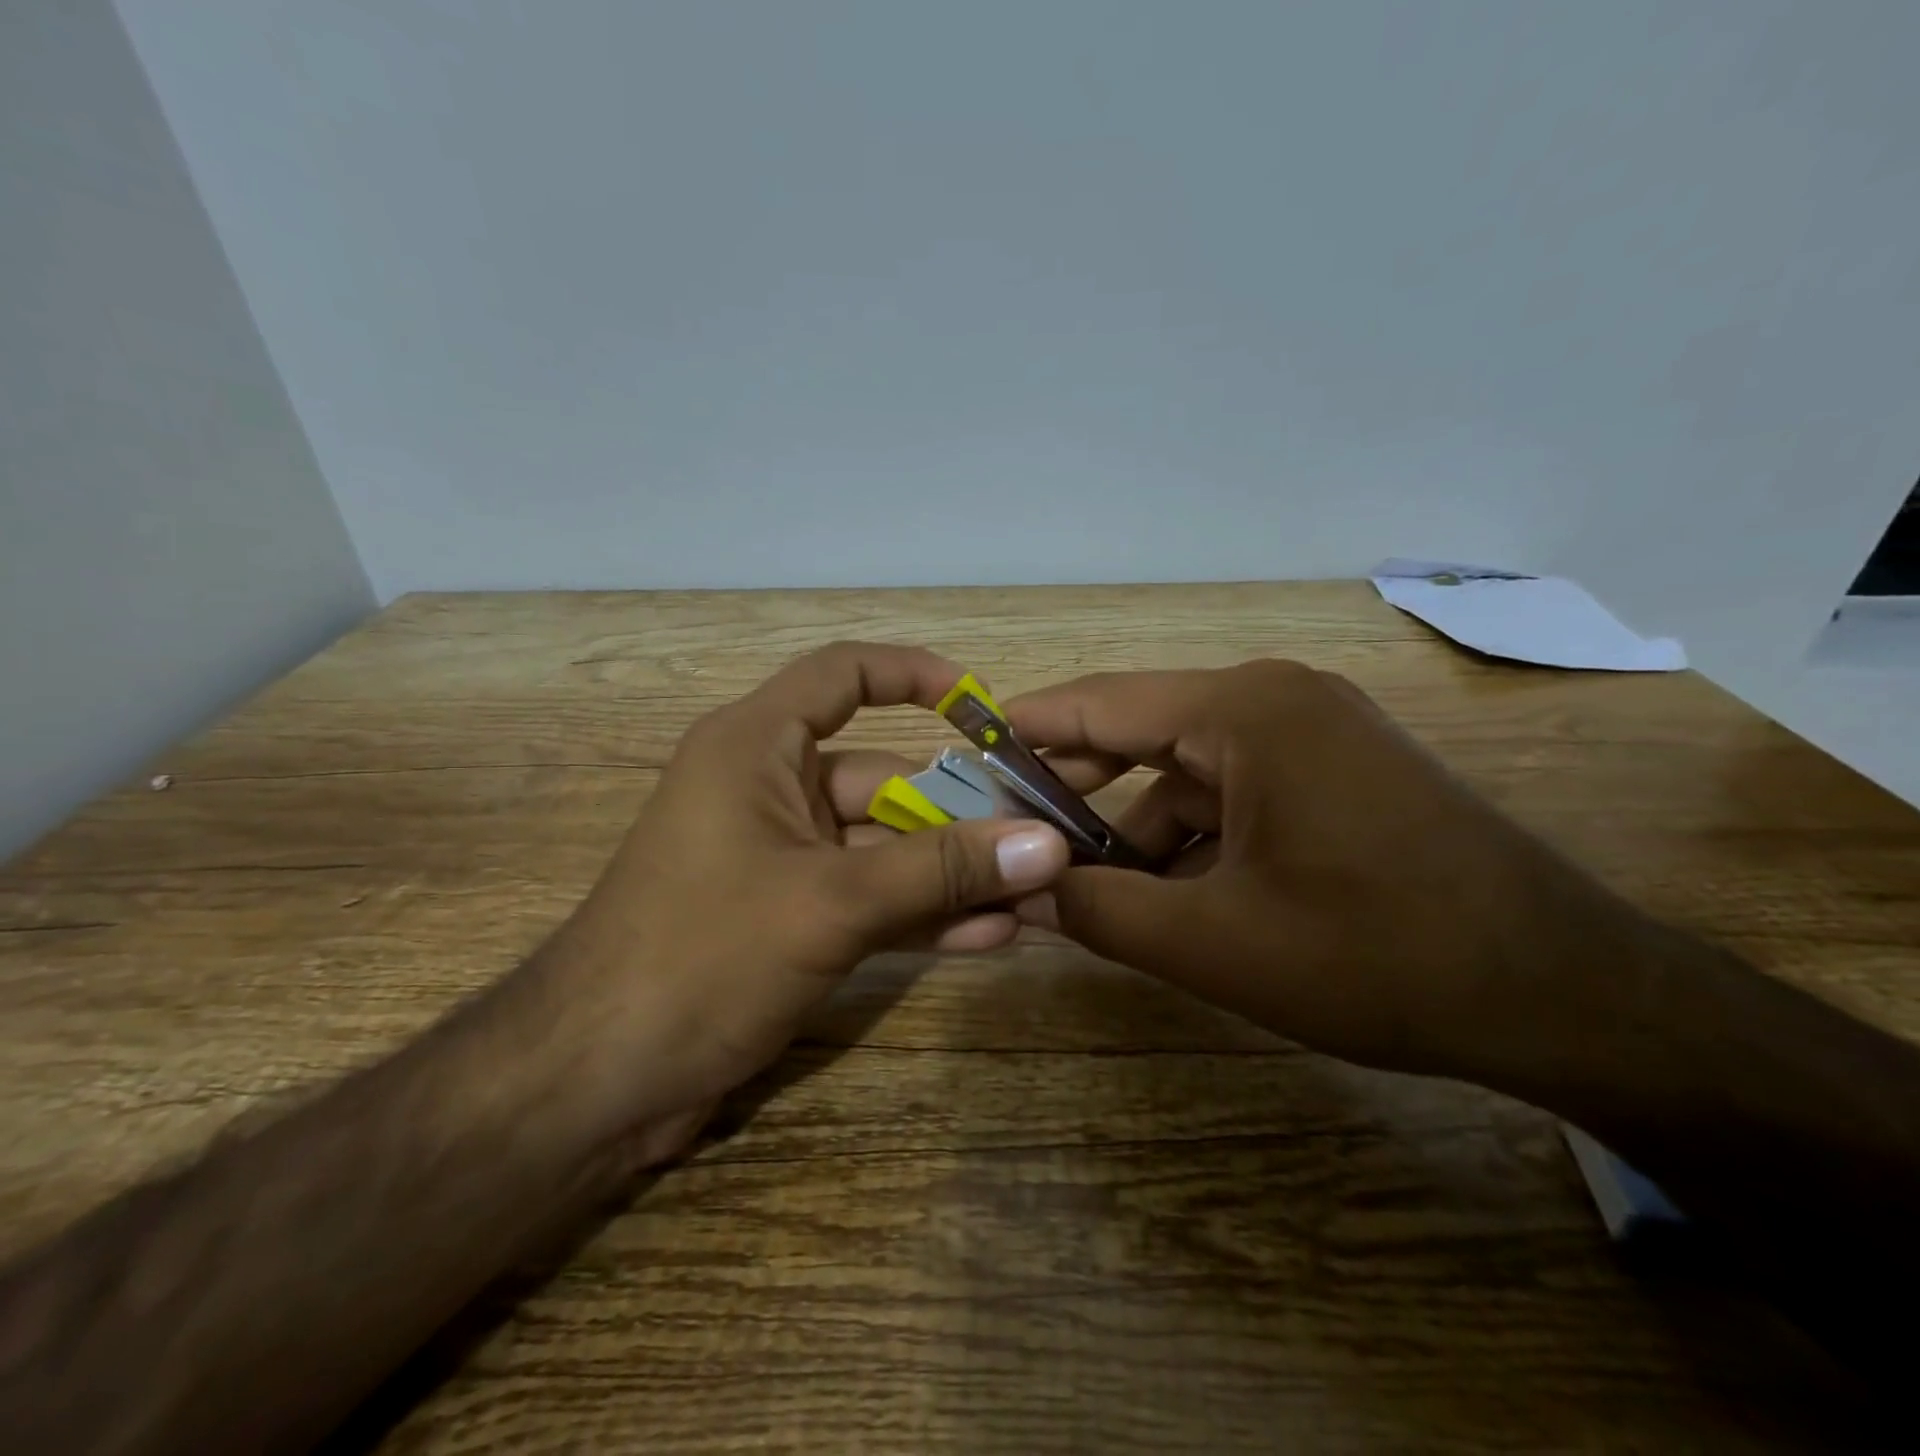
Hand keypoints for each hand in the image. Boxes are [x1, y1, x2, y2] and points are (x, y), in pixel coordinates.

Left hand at [528, 643, 1069, 1143]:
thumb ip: (941, 871)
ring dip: (952, 870)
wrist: (596, 1084)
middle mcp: (770, 789)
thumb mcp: (831, 903)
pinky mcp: (791, 917)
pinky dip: (923, 912)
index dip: (914, 675)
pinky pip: (871, 897)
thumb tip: (1048, 844)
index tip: (983, 707)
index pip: (842, 675)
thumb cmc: (701, 956)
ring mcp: (783, 858)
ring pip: (885, 846)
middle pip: (883, 776)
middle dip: (960, 809)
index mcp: (756, 747)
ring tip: (1034, 889)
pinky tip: (992, 934)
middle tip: (1041, 834)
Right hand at [1008, 661, 1637, 1079]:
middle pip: (1141, 732)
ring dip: (1139, 828)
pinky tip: (1172, 895)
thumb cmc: (1379, 957)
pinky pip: (1234, 791)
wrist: (1567, 995)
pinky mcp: (1335, 771)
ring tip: (1092, 890)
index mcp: (1244, 711)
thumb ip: (1100, 911)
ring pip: (1187, 771)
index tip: (967, 752)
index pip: (1100, 703)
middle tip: (1013, 832)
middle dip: (1077, 789)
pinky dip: (1193, 837)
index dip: (1027, 729)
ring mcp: (1312, 732)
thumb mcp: (1216, 943)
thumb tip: (1018, 891)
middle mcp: (1274, 699)